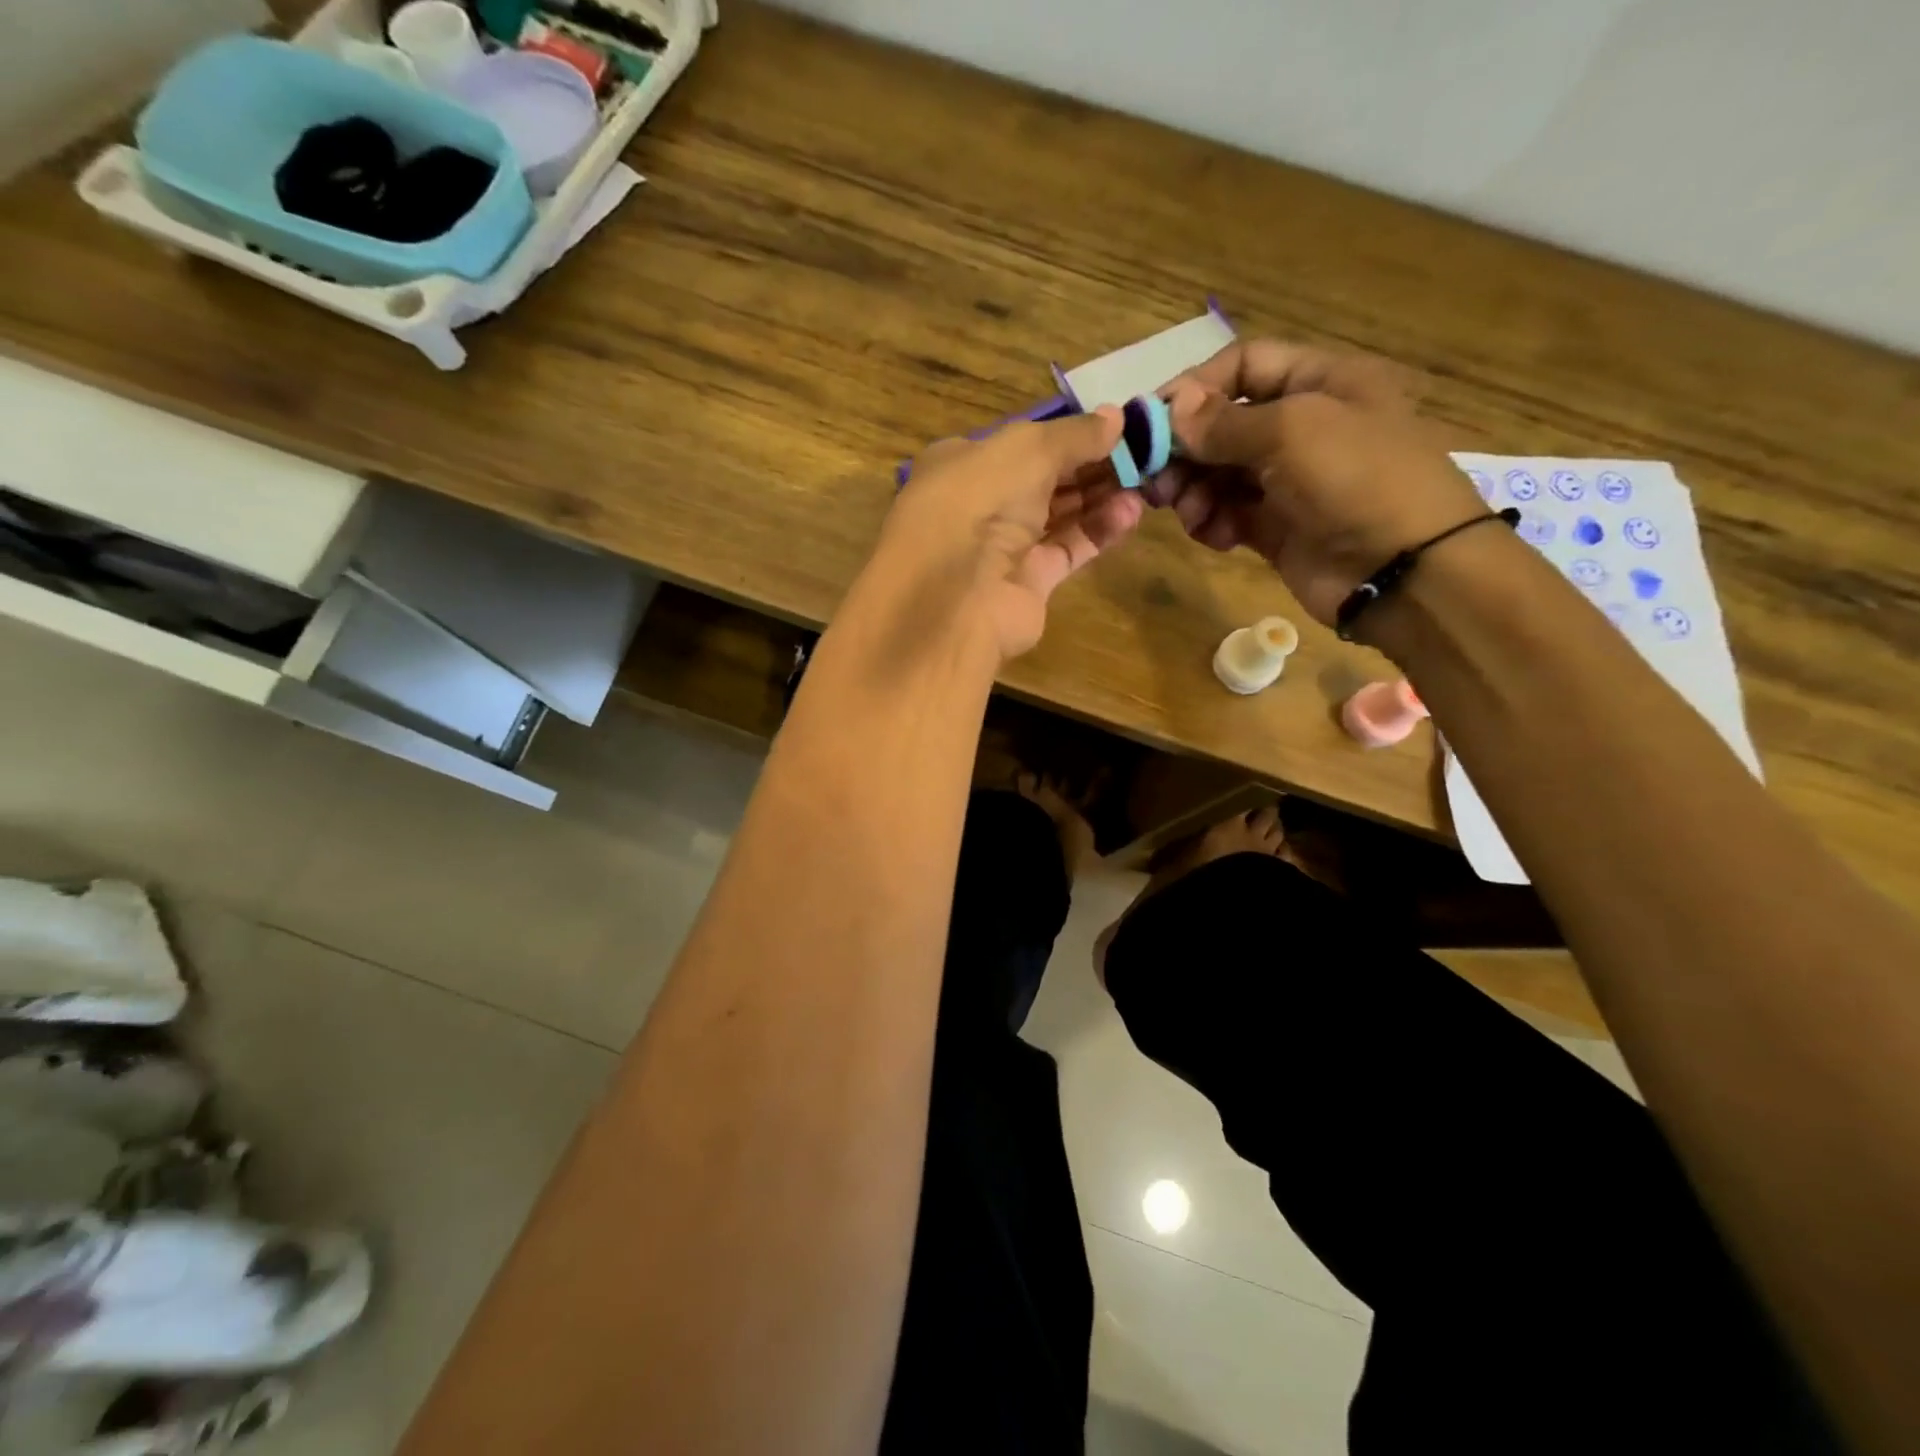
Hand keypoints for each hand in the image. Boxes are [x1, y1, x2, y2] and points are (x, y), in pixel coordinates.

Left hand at [880, 409, 1143, 659]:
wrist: (957, 595)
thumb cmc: (980, 501)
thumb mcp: (1029, 448)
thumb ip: (1075, 434)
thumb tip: (1117, 417)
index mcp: (964, 463)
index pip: (1020, 442)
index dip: (1066, 433)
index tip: (1114, 426)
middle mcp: (981, 504)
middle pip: (1044, 479)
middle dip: (1090, 465)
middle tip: (1141, 453)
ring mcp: (1003, 547)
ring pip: (1059, 514)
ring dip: (1100, 496)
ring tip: (1146, 480)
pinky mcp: (1029, 582)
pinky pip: (1069, 549)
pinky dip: (1098, 531)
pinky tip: (1131, 513)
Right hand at [1145, 340, 1488, 624]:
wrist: (1404, 571)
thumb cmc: (1357, 479)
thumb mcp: (1292, 431)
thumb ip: (1224, 421)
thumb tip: (1171, 409)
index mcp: (1321, 382)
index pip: (1245, 365)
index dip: (1196, 387)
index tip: (1152, 421)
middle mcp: (1303, 426)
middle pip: (1224, 424)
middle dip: (1187, 450)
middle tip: (1156, 481)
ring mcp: (1289, 480)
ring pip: (1220, 474)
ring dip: (1194, 491)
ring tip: (1189, 512)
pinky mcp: (1277, 527)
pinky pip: (1229, 514)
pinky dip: (1213, 523)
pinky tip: (1215, 536)